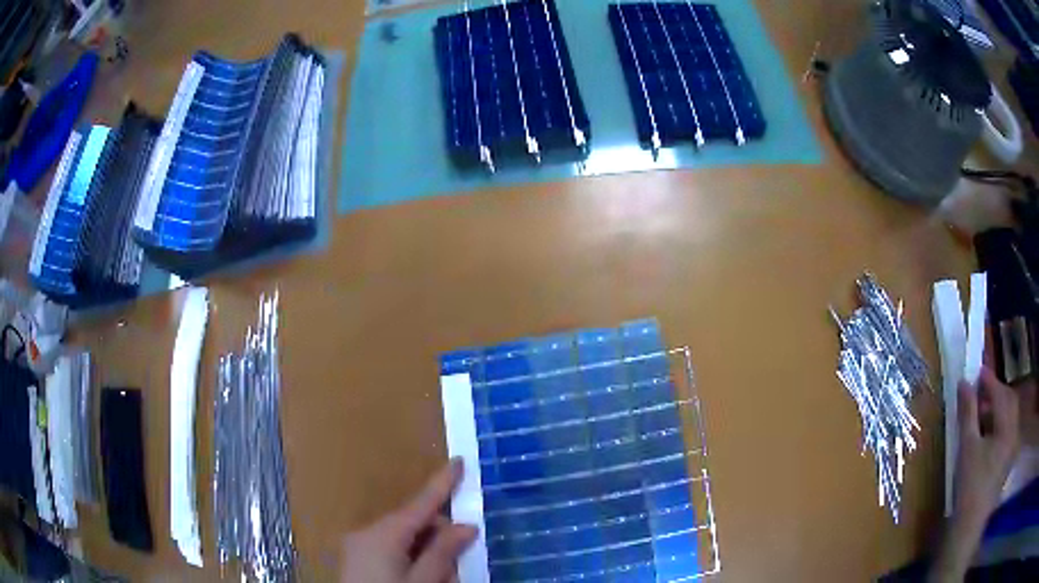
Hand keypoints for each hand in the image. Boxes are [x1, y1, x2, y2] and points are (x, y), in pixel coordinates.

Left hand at [340, 459, 476, 582]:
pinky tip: (421, 578)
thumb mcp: (424, 582)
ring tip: (441, 578)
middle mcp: (367, 533)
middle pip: (413, 524)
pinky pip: (391, 551)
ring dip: (427, 553)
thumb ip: (443, 552)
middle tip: (460, 562)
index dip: (442, 483)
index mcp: (383, 534)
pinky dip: (411, 560)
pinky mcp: (356, 560)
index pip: (420, 503)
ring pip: (404, 540)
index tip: (459, 460)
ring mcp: (358, 547)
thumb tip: (465, 526)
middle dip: (440, 537)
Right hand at [952, 367, 1020, 528]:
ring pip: (1009, 417)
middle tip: (980, 391)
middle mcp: (1014, 433)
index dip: (989, 381)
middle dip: (996, 393)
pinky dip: (999, 426)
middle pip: (1009, 402)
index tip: (977, 371)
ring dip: (998, 409)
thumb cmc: (969, 485)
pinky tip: (987, 435)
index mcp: (1008, 428)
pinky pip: (1007, 432)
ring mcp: (1012, 448)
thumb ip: (968, 413)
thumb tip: (963, 382)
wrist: (968, 525)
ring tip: (981, 413)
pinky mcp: (1007, 461)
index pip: (1001, 394)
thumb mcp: (967, 447)